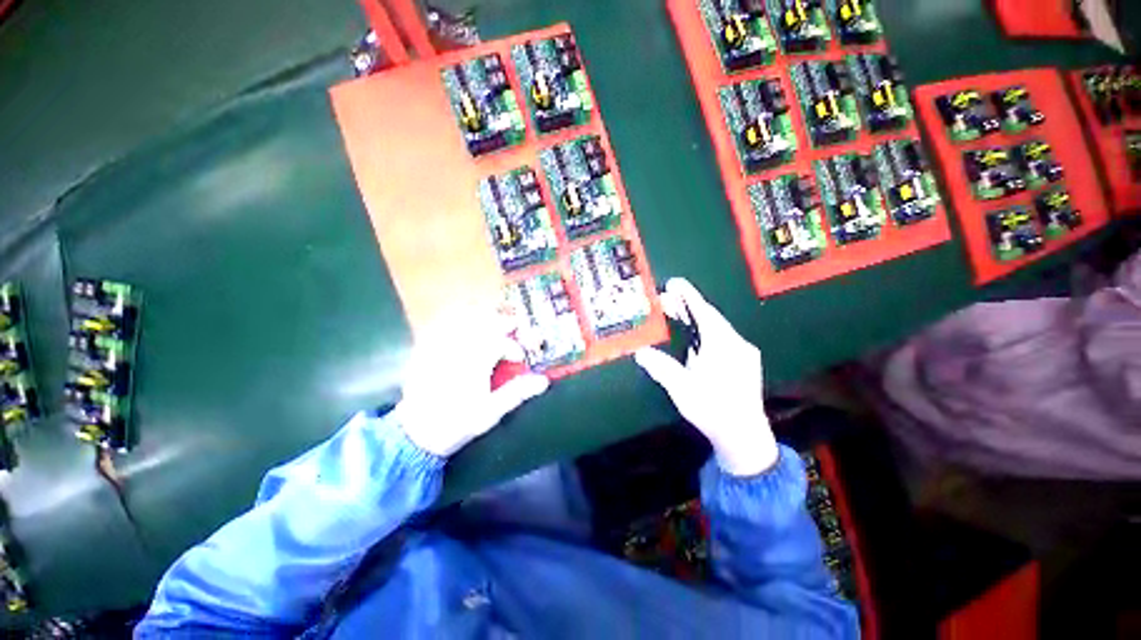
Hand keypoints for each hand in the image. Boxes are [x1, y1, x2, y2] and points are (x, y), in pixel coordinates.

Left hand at [396, 314, 549, 456]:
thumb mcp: (491, 412)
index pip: (500, 343)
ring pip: (463, 321)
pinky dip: (457, 322)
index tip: (519, 358)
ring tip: (493, 320)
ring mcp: (439, 348)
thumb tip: (543, 381)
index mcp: (475, 364)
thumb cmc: (457, 423)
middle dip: (502, 322)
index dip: (514, 347)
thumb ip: (517, 393)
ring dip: (482, 318)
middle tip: (513, 325)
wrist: (416, 434)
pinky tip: (464, 326)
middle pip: (483, 324)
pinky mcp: (424, 351)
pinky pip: (442, 326)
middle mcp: (457, 350)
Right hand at [635, 278, 777, 476]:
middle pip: (710, 318)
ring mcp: (743, 353)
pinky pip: (721, 338)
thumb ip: (662, 368)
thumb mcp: (682, 389)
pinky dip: (704, 332)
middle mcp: (736, 344)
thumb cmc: (713, 410)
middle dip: (687, 307)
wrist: (745, 437)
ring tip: (675, 313)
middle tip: (666, 298)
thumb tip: (641, 352)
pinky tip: (693, 338)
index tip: (674, 283)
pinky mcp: (744, 362)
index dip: (688, 296)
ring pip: (716, 328)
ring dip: (695, 319)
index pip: (703, 313)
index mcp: (723, 346)